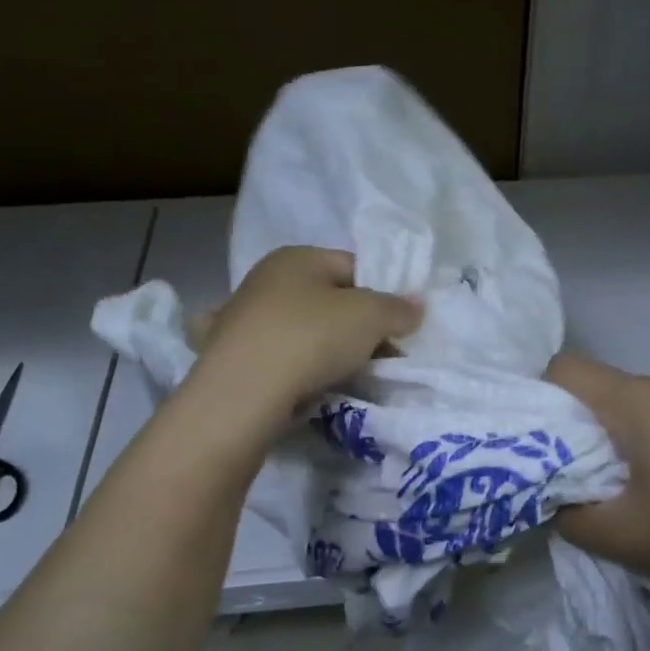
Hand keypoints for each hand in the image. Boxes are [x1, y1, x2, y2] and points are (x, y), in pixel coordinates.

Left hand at [192, 246, 420, 425]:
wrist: (244, 392)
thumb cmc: (312, 337)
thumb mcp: (370, 316)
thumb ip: (398, 308)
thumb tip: (416, 306)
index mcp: (296, 257)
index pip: (353, 267)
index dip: (382, 294)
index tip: (398, 328)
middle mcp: (265, 280)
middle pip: (329, 301)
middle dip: (359, 328)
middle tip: (381, 357)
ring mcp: (243, 319)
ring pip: (305, 331)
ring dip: (329, 351)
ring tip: (348, 377)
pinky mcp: (233, 357)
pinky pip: (281, 358)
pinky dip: (297, 369)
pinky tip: (308, 386)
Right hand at [546, 353, 649, 616]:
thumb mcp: (622, 537)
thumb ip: (568, 515)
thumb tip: (554, 499)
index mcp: (636, 402)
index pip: (563, 370)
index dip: (534, 401)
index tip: (529, 447)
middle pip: (600, 391)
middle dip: (573, 431)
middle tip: (568, 482)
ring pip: (637, 410)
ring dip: (615, 444)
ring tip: (623, 497)